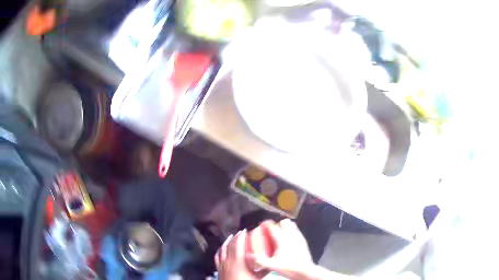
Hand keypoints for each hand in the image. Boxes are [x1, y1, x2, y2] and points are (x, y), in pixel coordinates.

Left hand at [215, 230, 263, 279]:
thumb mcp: (258, 277)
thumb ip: (266, 269)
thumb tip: (273, 263)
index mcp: (238, 260)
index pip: (238, 244)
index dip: (241, 236)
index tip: (245, 230)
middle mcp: (228, 260)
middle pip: (230, 245)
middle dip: (235, 237)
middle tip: (240, 232)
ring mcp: (221, 264)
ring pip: (222, 249)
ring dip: (226, 242)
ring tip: (230, 237)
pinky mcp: (218, 269)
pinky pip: (216, 256)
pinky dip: (219, 250)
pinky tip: (220, 249)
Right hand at [246, 219, 315, 279]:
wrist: (305, 271)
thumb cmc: (289, 268)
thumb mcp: (271, 265)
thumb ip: (259, 260)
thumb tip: (248, 255)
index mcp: (282, 240)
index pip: (273, 227)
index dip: (266, 224)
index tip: (261, 225)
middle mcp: (291, 236)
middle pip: (283, 223)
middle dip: (276, 224)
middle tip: (270, 230)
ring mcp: (298, 238)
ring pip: (291, 225)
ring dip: (285, 226)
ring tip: (280, 233)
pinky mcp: (303, 241)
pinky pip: (297, 231)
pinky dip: (292, 231)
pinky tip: (289, 238)